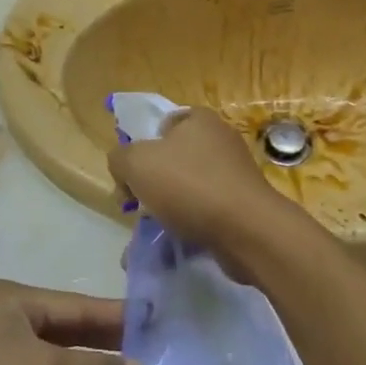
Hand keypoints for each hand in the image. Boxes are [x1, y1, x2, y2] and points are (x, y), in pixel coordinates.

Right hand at [108, 108, 287, 249]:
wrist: (246, 230)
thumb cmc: (189, 185)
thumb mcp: (136, 163)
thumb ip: (119, 158)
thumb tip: (123, 168)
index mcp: (200, 120)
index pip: (163, 124)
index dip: (141, 147)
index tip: (132, 175)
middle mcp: (220, 141)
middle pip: (173, 159)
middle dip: (152, 184)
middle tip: (138, 207)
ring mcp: (234, 174)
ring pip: (187, 189)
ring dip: (167, 209)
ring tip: (154, 231)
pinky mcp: (242, 206)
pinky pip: (205, 213)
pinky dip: (188, 226)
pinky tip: (175, 244)